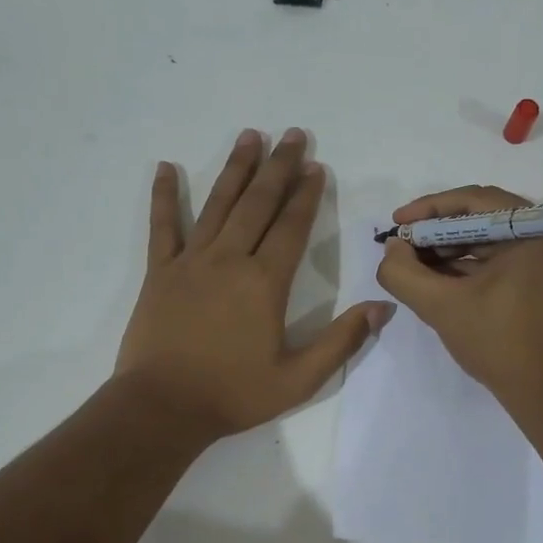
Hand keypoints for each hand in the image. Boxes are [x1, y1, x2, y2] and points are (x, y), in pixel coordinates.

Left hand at [115, 128, 391, 438]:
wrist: (162, 407)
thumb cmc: (233, 394)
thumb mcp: (299, 378)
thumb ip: (342, 341)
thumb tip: (382, 307)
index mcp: (265, 283)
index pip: (291, 227)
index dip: (306, 195)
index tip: (316, 167)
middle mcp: (229, 260)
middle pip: (258, 204)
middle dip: (278, 167)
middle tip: (293, 135)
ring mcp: (191, 262)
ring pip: (218, 205)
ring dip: (236, 169)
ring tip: (250, 136)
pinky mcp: (160, 273)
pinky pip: (163, 226)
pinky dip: (164, 196)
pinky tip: (166, 168)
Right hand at [374, 185, 542, 412]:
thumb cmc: (500, 343)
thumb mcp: (442, 306)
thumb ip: (404, 273)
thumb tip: (392, 249)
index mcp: (536, 228)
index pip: (473, 200)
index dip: (428, 210)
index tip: (395, 225)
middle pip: (481, 216)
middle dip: (436, 232)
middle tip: (400, 247)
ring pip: (488, 239)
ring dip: (449, 250)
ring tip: (412, 265)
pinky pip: (500, 258)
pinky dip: (468, 265)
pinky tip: (436, 278)